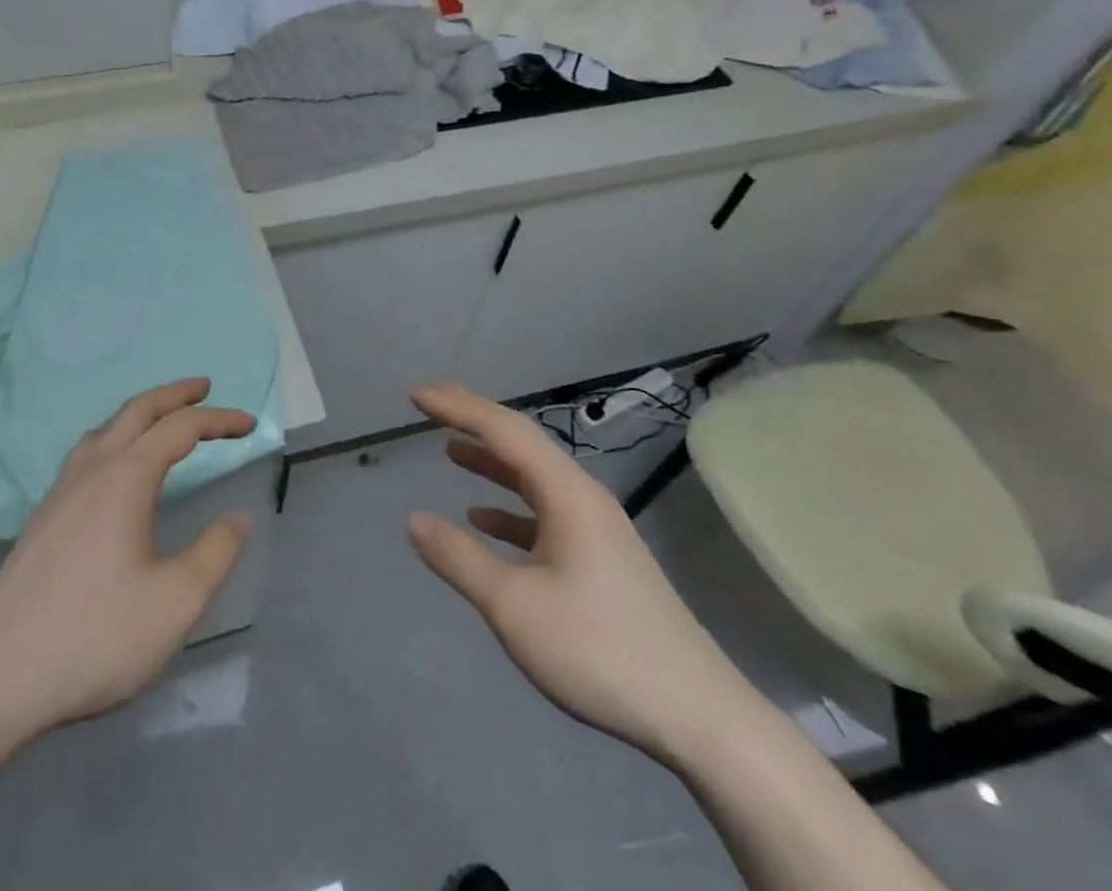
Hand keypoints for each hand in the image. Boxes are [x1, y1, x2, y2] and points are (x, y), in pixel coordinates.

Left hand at [0, 379, 255, 747]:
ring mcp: (59, 494)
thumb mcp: (176, 601)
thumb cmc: (94, 637)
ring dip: (139, 415)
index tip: (250, 424)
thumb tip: (239, 518)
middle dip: (174, 395)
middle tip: (204, 388)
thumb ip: (215, 553)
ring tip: (160, 421)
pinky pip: (85, 456)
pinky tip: (112, 472)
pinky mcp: (42, 520)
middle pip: (136, 411)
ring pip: (104, 430)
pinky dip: (113, 440)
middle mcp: (91, 471)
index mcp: (126, 478)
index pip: (181, 428)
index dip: (219, 420)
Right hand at [406, 383, 762, 766]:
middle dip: (472, 421)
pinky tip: (485, 520)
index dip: (456, 406)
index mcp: (566, 492)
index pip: (503, 429)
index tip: (416, 394)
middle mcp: (583, 496)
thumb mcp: (514, 606)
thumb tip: (414, 519)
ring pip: (533, 477)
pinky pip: (545, 513)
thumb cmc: (599, 649)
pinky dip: (510, 507)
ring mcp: (596, 527)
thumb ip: (459, 557)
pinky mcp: (601, 558)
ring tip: (450, 451)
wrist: (698, 716)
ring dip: (491, 462)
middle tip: (429, 408)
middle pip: (520, 443)